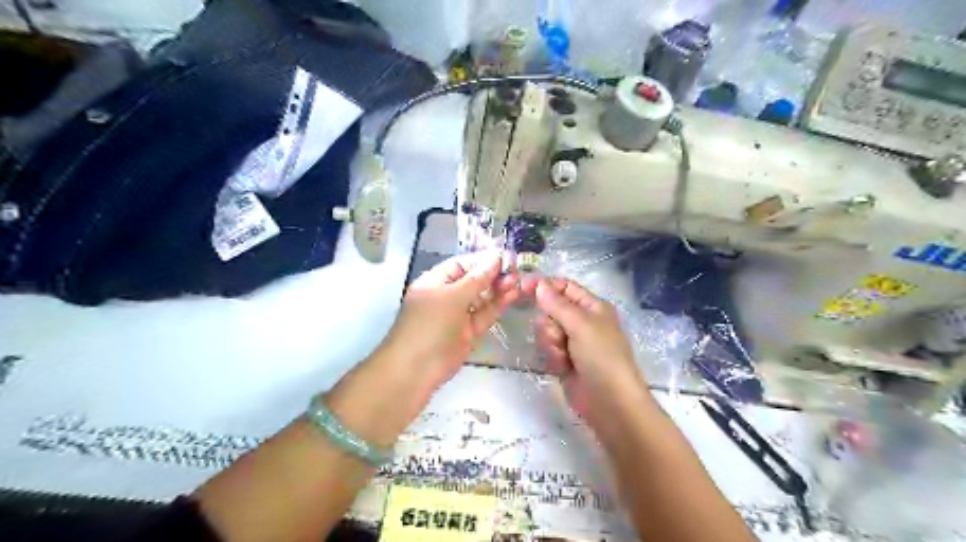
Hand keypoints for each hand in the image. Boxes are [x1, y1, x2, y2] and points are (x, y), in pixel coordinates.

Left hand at [383, 252, 521, 391]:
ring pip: (481, 297)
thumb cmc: (429, 325)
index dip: (482, 260)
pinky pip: (485, 314)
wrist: (417, 369)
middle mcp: (447, 295)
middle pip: (473, 280)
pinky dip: (498, 305)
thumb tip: (495, 258)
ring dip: (498, 289)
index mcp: (435, 281)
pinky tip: (512, 295)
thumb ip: (477, 279)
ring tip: (517, 281)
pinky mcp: (469, 331)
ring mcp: (458, 315)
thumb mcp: (452, 296)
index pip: (461, 265)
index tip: (505, 257)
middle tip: (516, 270)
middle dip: (493, 275)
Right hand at [536, 279, 648, 422]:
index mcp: (592, 307)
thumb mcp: (580, 324)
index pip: (565, 287)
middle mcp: (582, 321)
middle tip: (558, 335)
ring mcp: (573, 342)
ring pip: (547, 330)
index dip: (545, 286)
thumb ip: (557, 304)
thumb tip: (539, 283)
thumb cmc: (601, 355)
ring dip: (551, 341)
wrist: (609, 401)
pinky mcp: (565, 360)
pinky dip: (553, 356)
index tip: (523, 288)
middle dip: (549, 322)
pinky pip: (548, 348)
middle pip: (551, 309)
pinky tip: (563, 367)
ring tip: (563, 355)